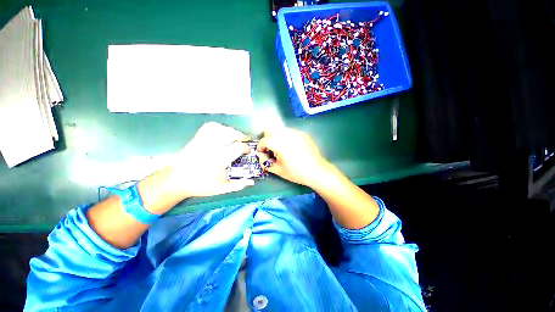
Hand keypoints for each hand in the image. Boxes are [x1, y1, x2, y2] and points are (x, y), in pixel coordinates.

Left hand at [159, 122, 254, 198]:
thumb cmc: (200, 185)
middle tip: (245, 140)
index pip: (238, 147)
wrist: (176, 181)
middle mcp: (213, 147)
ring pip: (222, 129)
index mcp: (220, 159)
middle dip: (241, 136)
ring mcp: (204, 141)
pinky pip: (208, 127)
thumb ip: (237, 185)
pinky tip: (221, 131)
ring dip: (232, 131)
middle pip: (232, 134)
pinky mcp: (196, 139)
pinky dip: (217, 126)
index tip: (248, 151)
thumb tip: (251, 182)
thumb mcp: (221, 188)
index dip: (246, 148)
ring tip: (236, 135)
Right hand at [257, 128, 331, 186]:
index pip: (265, 140)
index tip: (262, 152)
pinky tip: (290, 146)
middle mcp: (288, 135)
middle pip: (271, 130)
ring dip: (275, 137)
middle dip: (267, 139)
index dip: (260, 146)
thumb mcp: (278, 170)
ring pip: (280, 129)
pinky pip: (289, 131)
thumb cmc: (296, 173)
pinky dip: (285, 136)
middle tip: (270, 149)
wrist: (317, 171)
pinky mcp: (303, 134)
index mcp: (281, 145)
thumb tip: (261, 155)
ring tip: (280, 148)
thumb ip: (265, 162)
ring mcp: (297, 133)